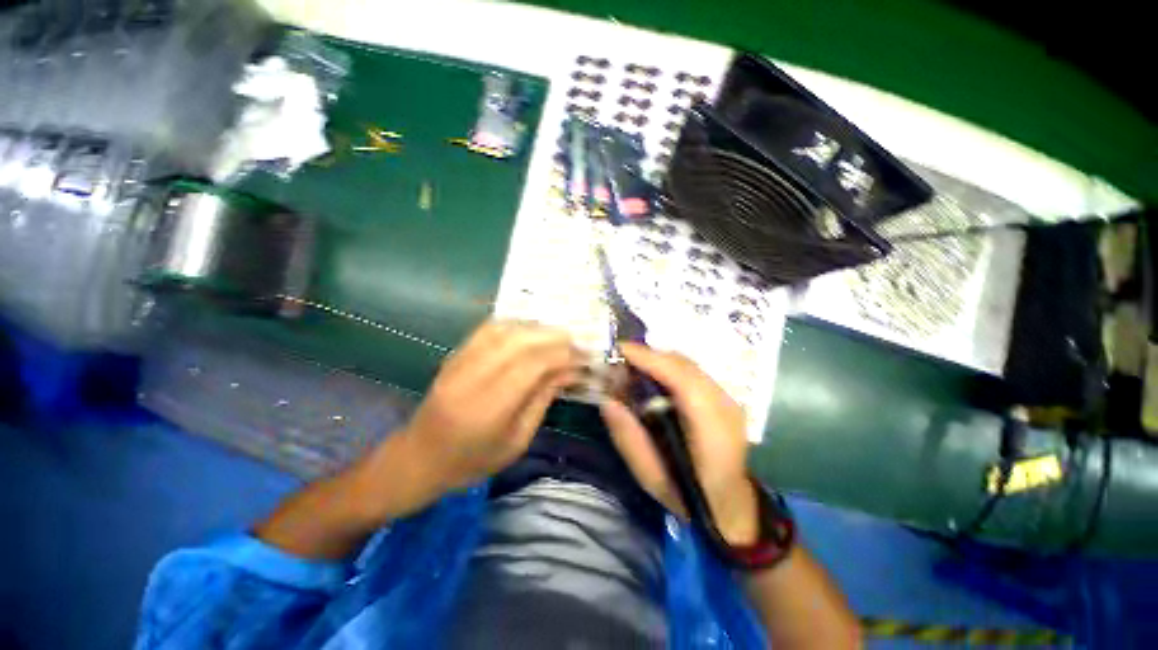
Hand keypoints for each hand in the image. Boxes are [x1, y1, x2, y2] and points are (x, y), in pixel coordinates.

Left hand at [393, 320, 582, 494]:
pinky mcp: (454, 354)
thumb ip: (542, 400)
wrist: (418, 458)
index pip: (533, 365)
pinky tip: (530, 332)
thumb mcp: (517, 441)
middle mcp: (472, 377)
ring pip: (505, 329)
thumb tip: (569, 371)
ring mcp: (459, 361)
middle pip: (520, 340)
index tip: (583, 357)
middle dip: (554, 337)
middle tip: (576, 344)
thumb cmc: (472, 461)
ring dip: (536, 328)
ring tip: (558, 337)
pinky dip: (515, 325)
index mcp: (489, 408)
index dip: (562, 355)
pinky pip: (488, 328)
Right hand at [601, 343, 759, 545]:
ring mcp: (729, 399)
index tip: (620, 350)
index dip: (651, 359)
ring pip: (689, 365)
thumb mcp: (649, 477)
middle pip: (685, 365)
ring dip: (658, 360)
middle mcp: (726, 406)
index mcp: (712, 430)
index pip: (682, 379)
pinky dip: (668, 368)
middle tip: (620, 360)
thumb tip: (607, 400)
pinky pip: (692, 372)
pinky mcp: (725, 397)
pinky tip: (652, 378)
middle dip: (650, 356)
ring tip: (632, 367)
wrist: (729, 505)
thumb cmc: (688, 497)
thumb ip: (628, 438)